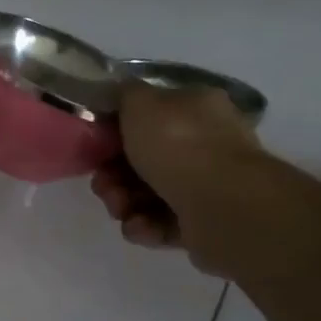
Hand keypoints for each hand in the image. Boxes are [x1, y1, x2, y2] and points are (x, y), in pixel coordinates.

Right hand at [90, 83, 261, 271]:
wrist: (224, 206)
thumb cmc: (179, 145)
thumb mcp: (140, 102)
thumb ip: (124, 94)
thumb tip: (120, 96)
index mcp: (196, 108)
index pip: (150, 114)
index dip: (116, 129)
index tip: (97, 144)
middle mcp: (207, 143)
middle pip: (144, 157)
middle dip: (114, 172)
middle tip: (102, 184)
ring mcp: (209, 185)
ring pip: (149, 191)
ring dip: (123, 200)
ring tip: (119, 208)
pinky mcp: (205, 223)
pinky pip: (162, 222)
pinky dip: (144, 225)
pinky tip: (138, 226)